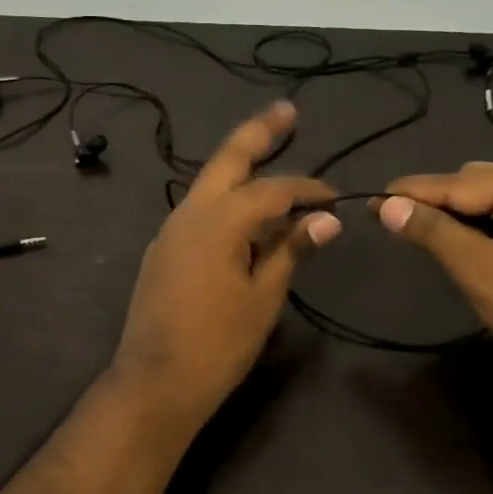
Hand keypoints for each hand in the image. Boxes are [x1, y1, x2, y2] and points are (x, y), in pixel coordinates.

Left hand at [110, 102, 340, 437]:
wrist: (155, 382)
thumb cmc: (218, 343)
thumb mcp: (264, 297)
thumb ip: (291, 250)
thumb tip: (327, 220)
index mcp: (219, 219)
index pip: (274, 190)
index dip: (309, 190)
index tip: (336, 199)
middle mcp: (190, 212)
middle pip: (228, 160)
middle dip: (259, 133)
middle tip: (287, 111)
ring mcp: (171, 229)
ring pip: (210, 184)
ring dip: (240, 166)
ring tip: (270, 151)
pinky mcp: (165, 249)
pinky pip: (201, 212)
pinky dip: (227, 202)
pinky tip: (246, 215)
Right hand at [376, 164, 492, 392]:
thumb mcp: (480, 270)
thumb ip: (433, 232)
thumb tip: (386, 205)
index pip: (458, 183)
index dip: (411, 192)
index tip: (369, 199)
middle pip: (473, 183)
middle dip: (434, 202)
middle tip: (395, 225)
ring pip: (487, 201)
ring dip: (454, 215)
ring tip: (421, 235)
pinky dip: (476, 228)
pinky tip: (459, 244)